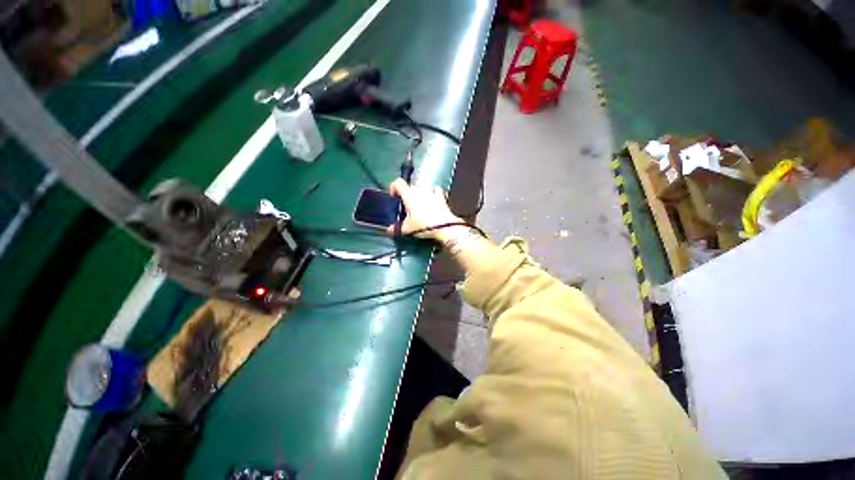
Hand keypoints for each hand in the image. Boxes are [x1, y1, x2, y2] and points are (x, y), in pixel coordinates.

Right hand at [386, 179, 461, 239]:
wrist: (444, 227)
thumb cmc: (422, 225)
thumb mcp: (407, 229)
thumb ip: (396, 229)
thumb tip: (388, 230)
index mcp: (409, 194)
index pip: (398, 183)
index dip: (394, 187)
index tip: (394, 196)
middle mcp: (420, 190)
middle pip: (410, 188)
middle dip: (408, 195)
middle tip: (407, 207)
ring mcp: (432, 192)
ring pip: (423, 189)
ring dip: (420, 195)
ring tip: (420, 206)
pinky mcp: (442, 198)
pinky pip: (437, 192)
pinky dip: (434, 195)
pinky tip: (434, 202)